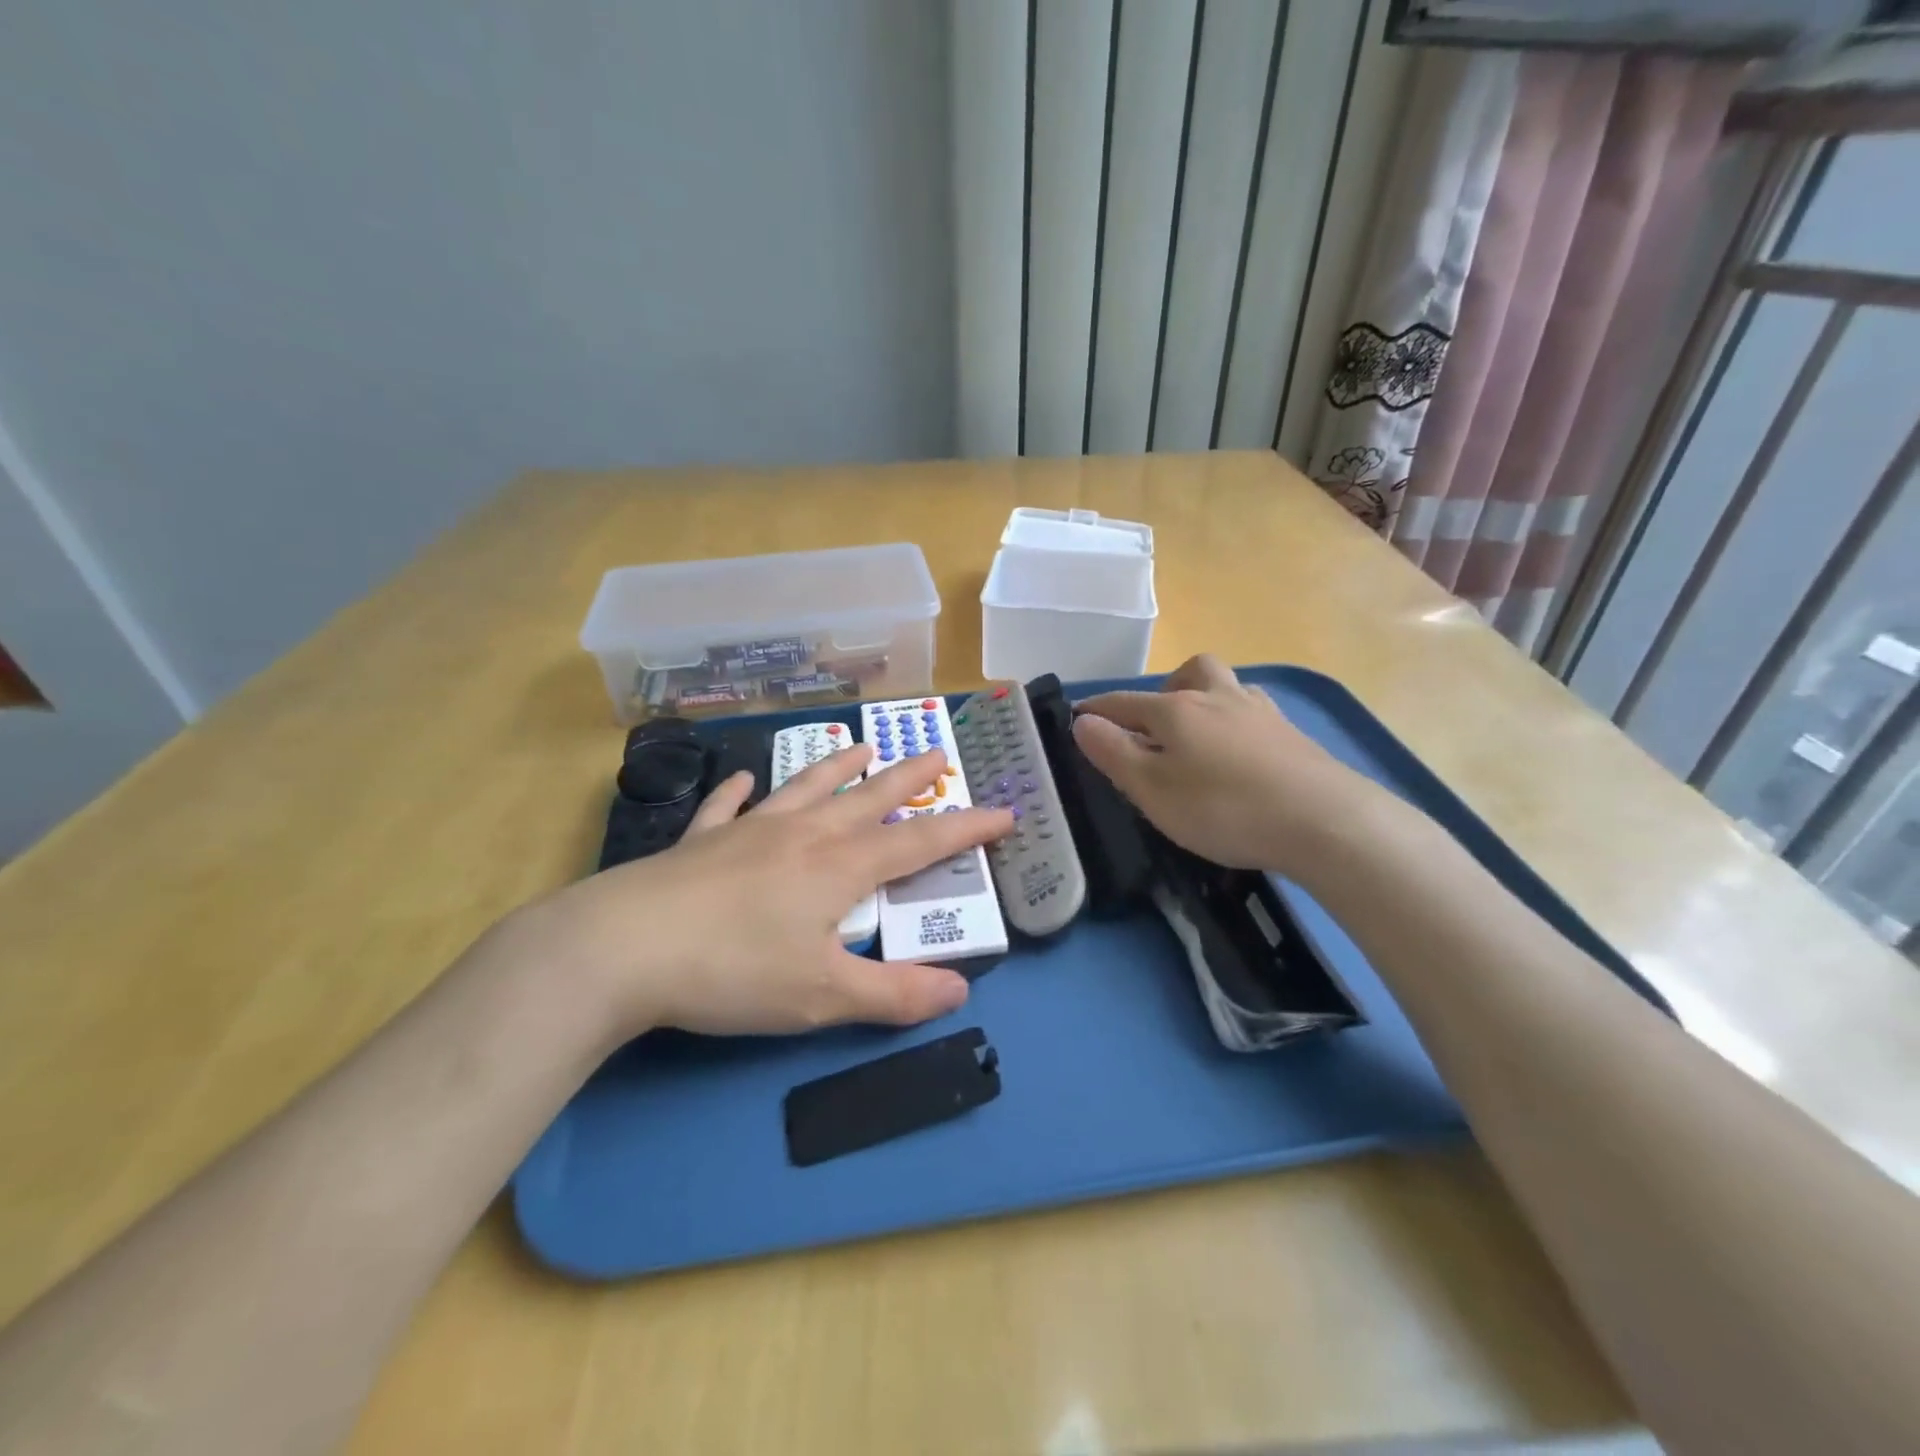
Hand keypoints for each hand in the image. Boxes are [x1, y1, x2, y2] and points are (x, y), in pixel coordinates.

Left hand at [516, 744, 1014, 1041]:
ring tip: (861, 746)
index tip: (1004, 811)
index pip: (919, 844)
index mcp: (839, 868)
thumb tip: (960, 991)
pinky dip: (740, 792)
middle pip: (868, 800)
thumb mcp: (822, 996)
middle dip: (909, 778)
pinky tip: (745, 779)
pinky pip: (727, 808)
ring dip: (837, 768)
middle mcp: (802, 836)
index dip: (965, 829)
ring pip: (805, 790)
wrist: (622, 949)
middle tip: (937, 751)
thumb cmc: (732, 972)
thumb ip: (893, 995)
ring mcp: (748, 833)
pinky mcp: (700, 842)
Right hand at [1072, 654, 1384, 877]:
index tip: (1077, 719)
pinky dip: (1234, 723)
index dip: (1096, 710)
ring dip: (1203, 700)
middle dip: (1162, 692)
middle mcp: (1217, 697)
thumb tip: (1082, 721)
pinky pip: (1252, 712)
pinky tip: (1239, 753)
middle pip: (1186, 673)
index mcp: (1176, 710)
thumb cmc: (1223, 808)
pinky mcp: (1291, 734)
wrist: (1324, 821)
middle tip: (1154, 727)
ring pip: (1225, 686)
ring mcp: (1259, 712)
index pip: (1123, 702)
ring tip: (1197, 738)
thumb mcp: (1152, 789)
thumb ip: (1113, 753)